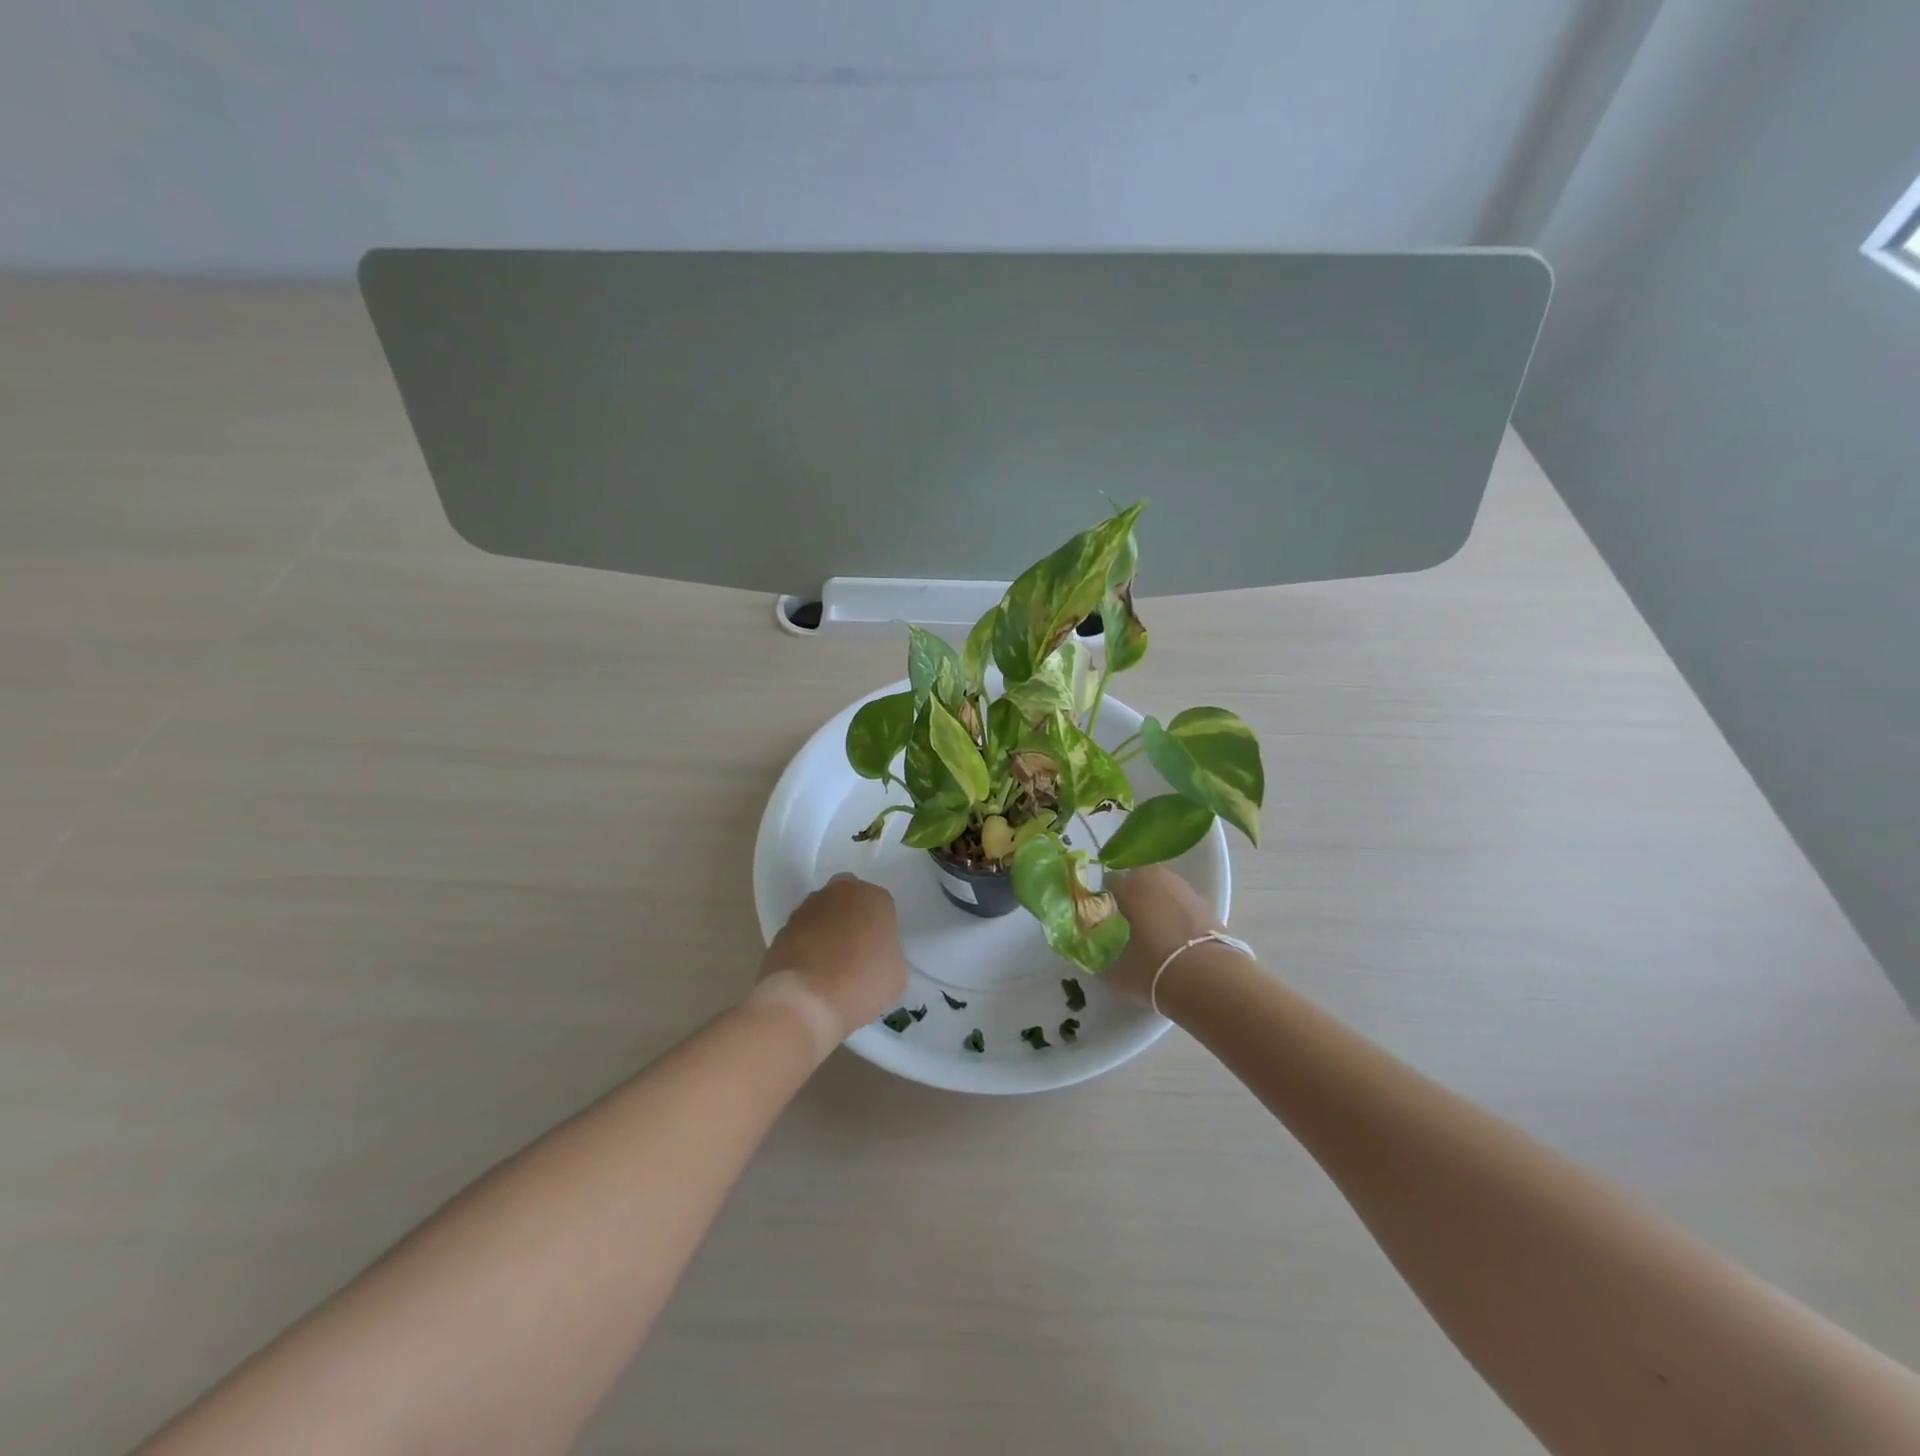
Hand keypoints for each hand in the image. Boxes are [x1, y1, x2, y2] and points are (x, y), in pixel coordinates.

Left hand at [759, 874, 908, 1041]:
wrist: (803, 1002)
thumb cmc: (860, 984)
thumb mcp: (895, 975)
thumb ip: (887, 954)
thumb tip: (873, 957)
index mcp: (872, 898)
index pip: (881, 905)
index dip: (880, 929)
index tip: (878, 952)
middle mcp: (838, 892)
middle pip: (848, 898)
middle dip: (851, 917)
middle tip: (854, 951)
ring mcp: (805, 909)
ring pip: (821, 913)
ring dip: (825, 930)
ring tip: (829, 967)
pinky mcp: (781, 929)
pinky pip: (800, 934)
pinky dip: (805, 947)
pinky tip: (809, 974)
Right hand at [1103, 864, 1226, 1004]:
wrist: (1207, 979)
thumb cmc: (1150, 966)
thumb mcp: (1111, 967)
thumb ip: (1095, 952)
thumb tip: (1090, 947)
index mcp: (1126, 884)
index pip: (1105, 886)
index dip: (1101, 906)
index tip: (1101, 926)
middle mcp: (1154, 876)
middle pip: (1134, 884)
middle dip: (1129, 901)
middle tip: (1125, 930)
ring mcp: (1183, 887)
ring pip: (1159, 893)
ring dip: (1153, 908)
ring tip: (1151, 938)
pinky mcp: (1205, 904)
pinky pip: (1180, 906)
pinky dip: (1175, 918)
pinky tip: (1173, 942)